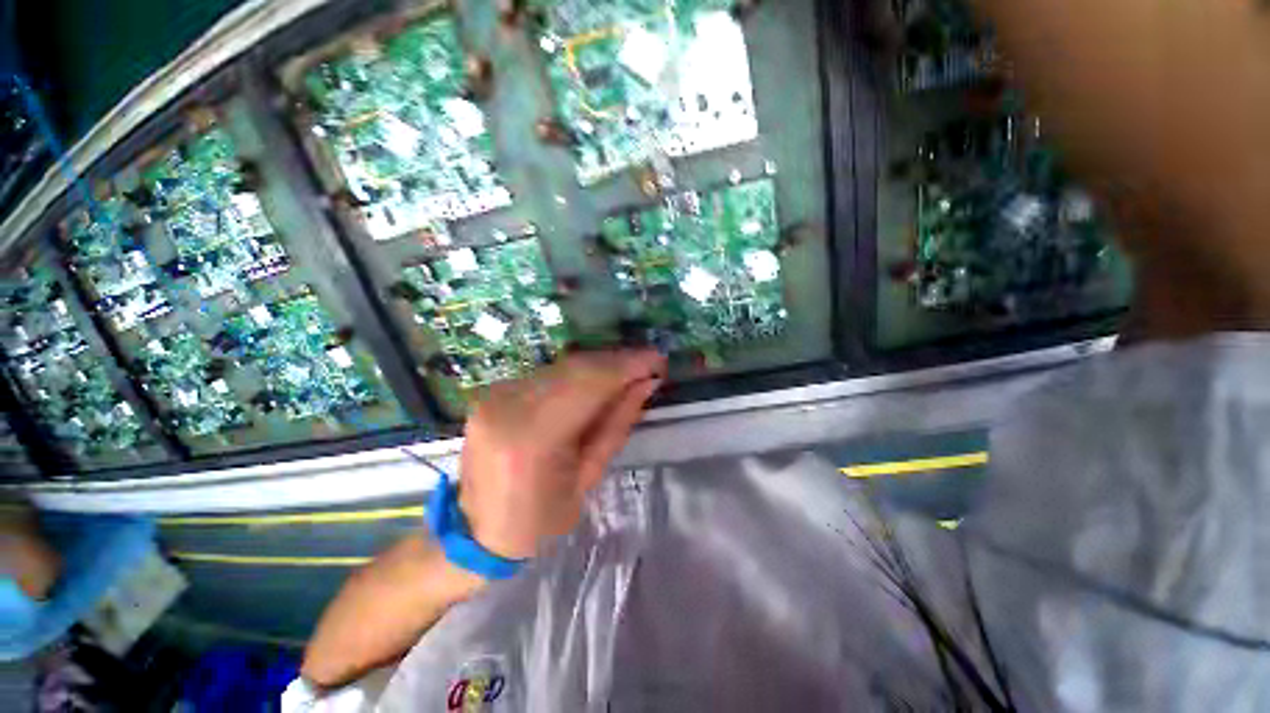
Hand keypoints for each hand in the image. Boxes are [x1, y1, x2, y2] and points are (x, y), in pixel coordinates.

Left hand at [458, 350, 666, 559]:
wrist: (474, 530)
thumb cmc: (538, 518)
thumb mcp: (588, 478)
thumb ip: (617, 424)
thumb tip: (645, 384)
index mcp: (533, 439)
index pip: (589, 384)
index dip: (627, 366)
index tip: (658, 360)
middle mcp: (509, 405)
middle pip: (576, 367)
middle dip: (618, 361)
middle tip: (648, 364)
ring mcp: (496, 394)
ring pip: (562, 365)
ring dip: (600, 365)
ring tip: (628, 371)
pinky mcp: (492, 391)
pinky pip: (547, 372)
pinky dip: (578, 373)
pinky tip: (597, 381)